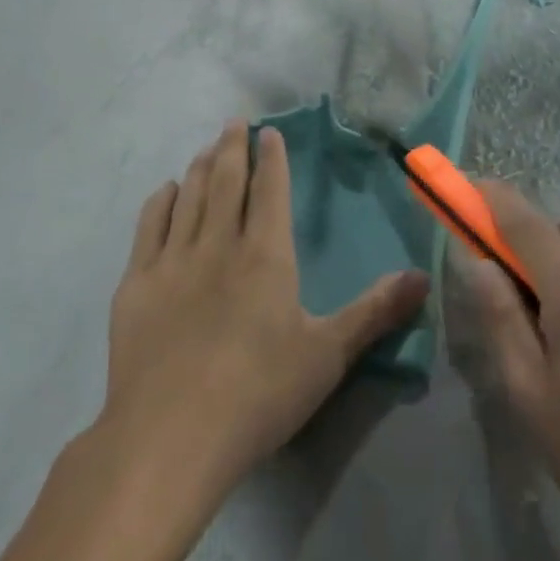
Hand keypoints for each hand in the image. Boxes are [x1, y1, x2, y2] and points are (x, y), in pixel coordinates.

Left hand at [101, 120, 429, 497]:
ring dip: (200, 167)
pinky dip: (160, 201)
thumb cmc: (258, 395)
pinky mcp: (136, 284)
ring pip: (189, 196)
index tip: (269, 131)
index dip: (271, 157)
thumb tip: (423, 277)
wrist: (169, 438)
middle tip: (234, 122)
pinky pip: (149, 226)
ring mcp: (172, 261)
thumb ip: (374, 311)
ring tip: (208, 148)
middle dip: (233, 148)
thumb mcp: (327, 355)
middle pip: (226, 182)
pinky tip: (166, 191)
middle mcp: (218, 244)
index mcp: (265, 254)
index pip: (269, 190)